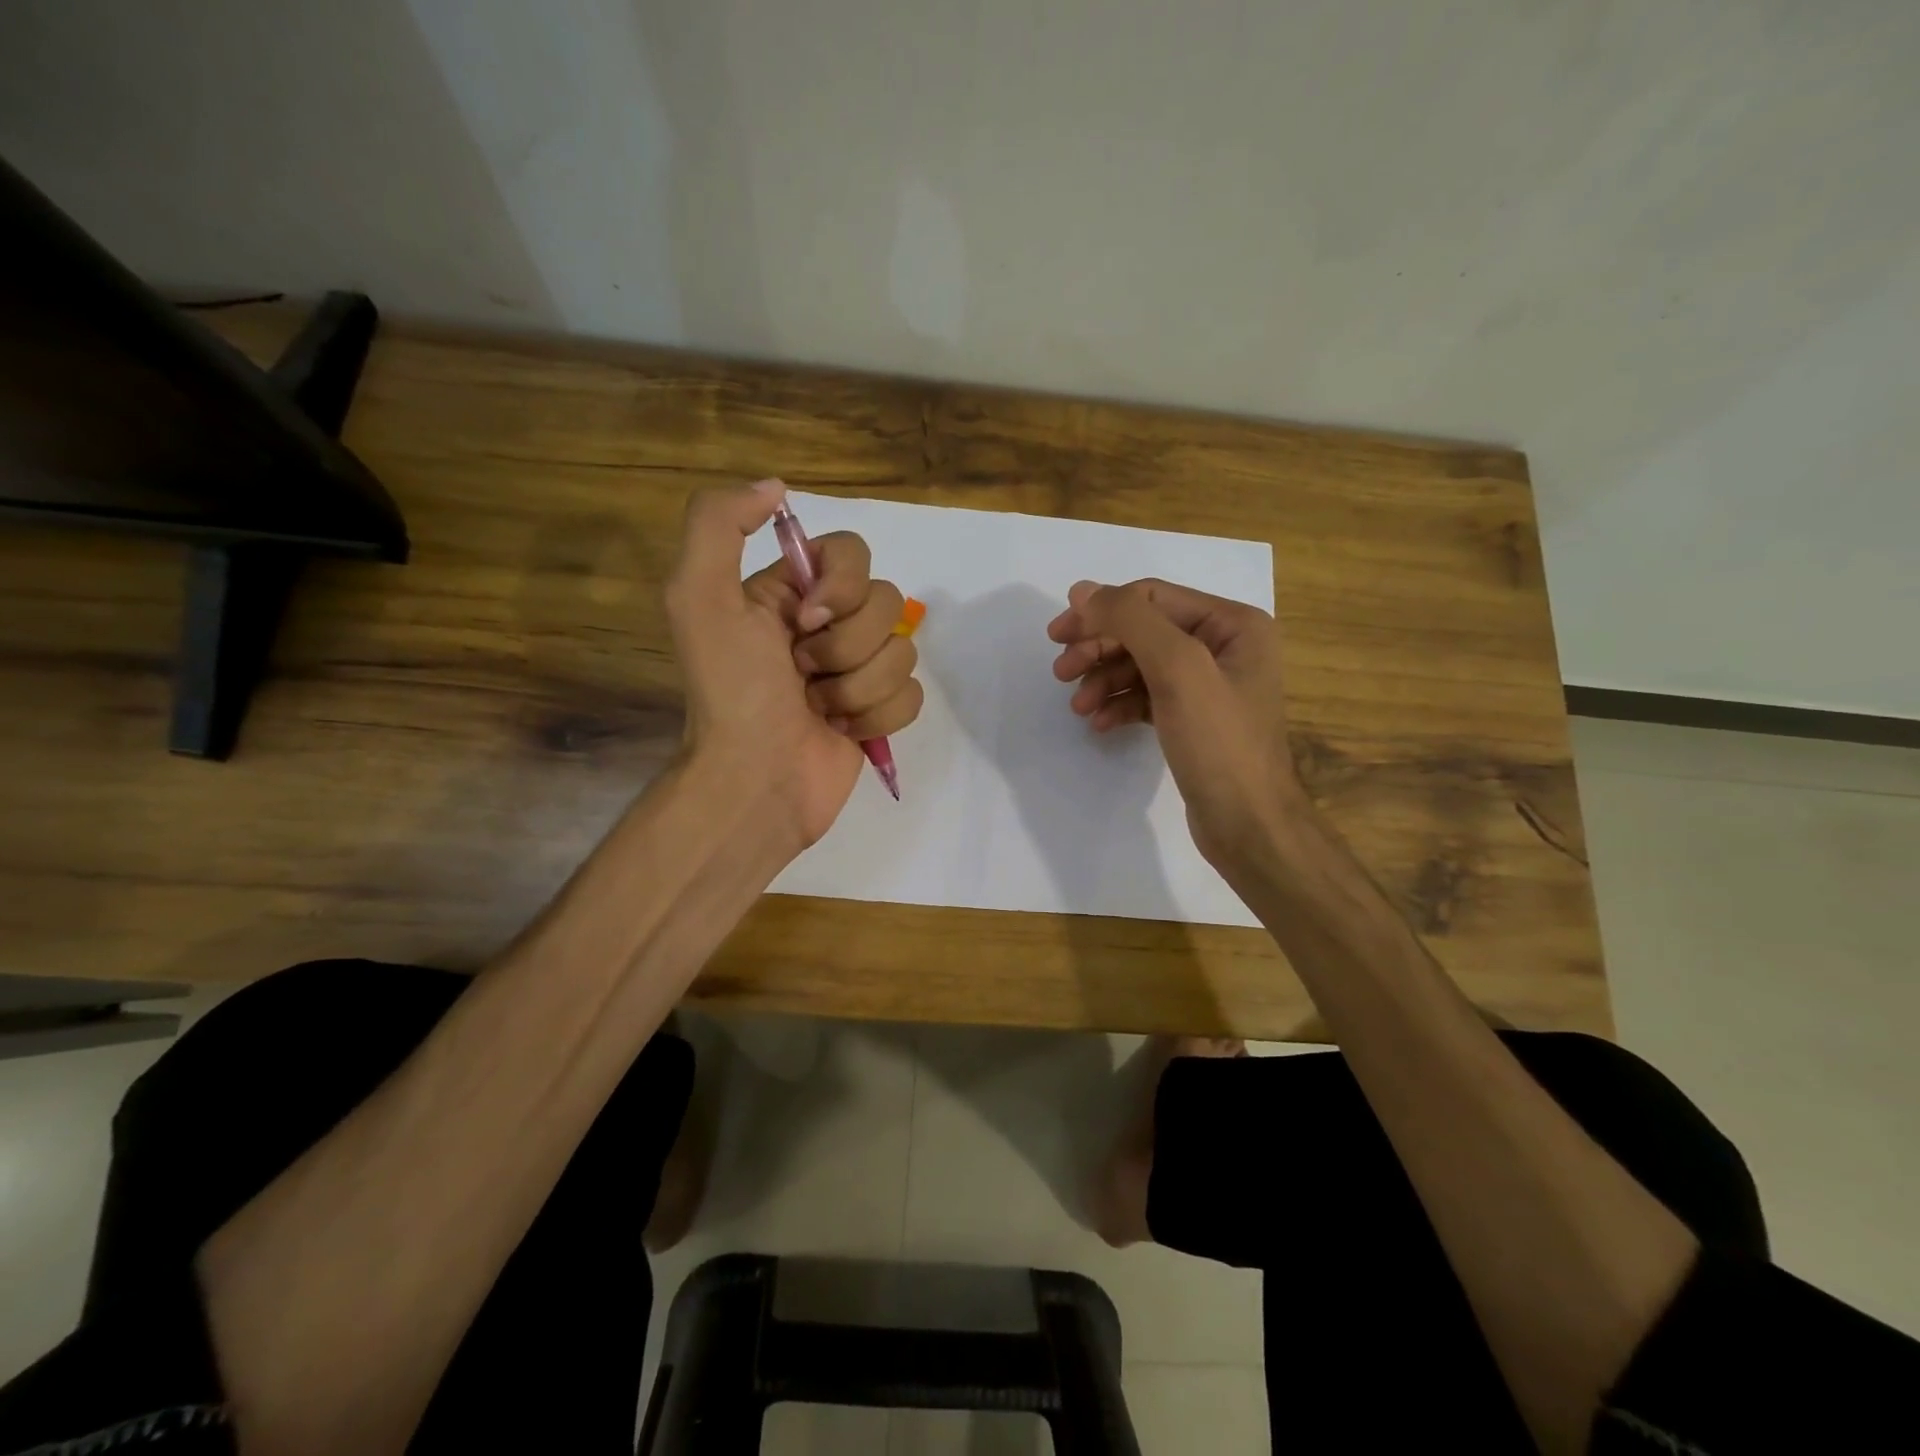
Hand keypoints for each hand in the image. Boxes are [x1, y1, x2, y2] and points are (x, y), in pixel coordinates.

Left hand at [667, 479, 922, 852]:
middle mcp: (827, 626)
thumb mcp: (699, 597)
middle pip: (887, 603)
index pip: (853, 552)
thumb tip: (777, 487)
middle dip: (846, 646)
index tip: (807, 620)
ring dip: (857, 686)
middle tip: (802, 674)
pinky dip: (878, 715)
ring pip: (904, 651)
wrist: (754, 781)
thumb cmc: (731, 692)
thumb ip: (718, 524)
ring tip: (818, 709)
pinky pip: (912, 694)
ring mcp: (856, 670)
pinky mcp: (878, 712)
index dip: (842, 585)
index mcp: (790, 593)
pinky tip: (842, 730)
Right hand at [1047, 578, 1300, 870]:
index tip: (1058, 636)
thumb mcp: (1177, 669)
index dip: (1102, 611)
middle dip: (1099, 649)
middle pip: (1144, 631)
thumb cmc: (1219, 742)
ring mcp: (1210, 685)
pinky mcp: (1195, 719)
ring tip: (1078, 707)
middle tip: (1060, 673)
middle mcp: (1225, 647)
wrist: (1249, 826)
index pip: (1152, 598)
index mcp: (1232, 624)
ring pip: (1141, 665)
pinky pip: (1148, 697)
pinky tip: (1100, 724)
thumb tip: (1082, 590)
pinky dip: (1121, 705)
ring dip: (1104, 680)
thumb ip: (1131, 620)